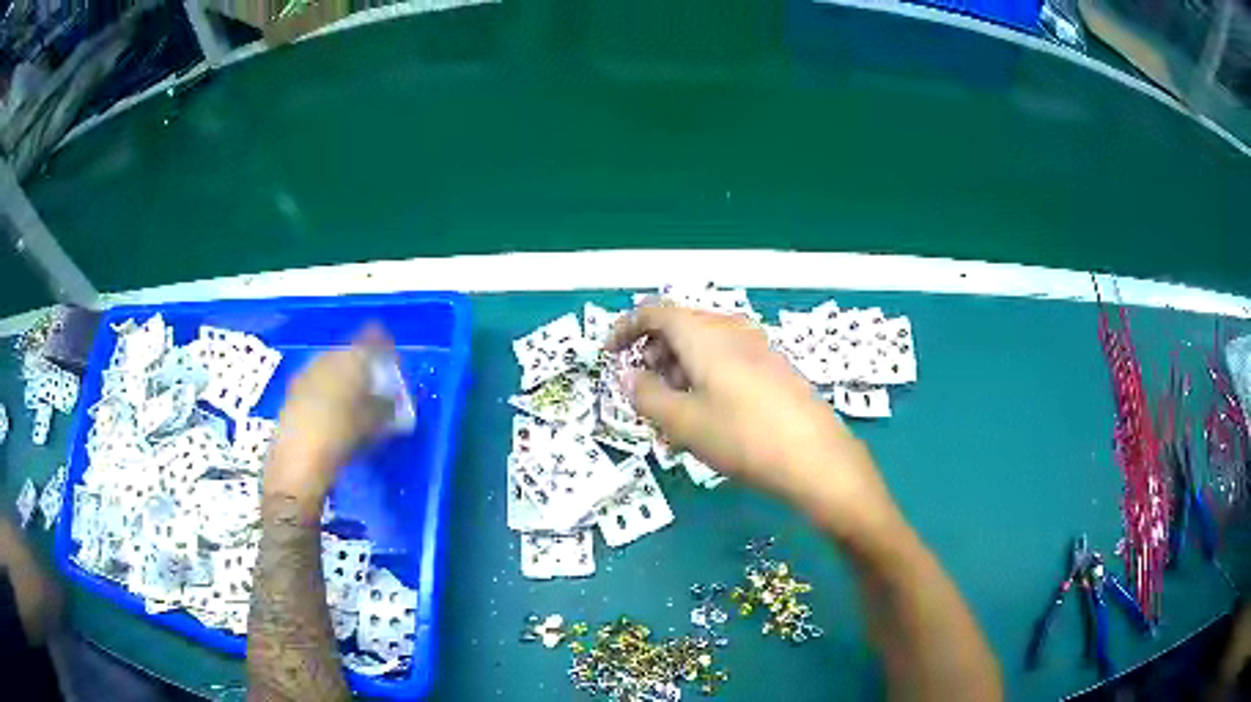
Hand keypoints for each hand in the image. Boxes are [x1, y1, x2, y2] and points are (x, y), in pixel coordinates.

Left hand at [266, 325, 393, 505]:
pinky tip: (333, 416)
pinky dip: (328, 394)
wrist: (297, 461)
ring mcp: (306, 373)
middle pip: (351, 352)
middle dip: (364, 367)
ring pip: (332, 368)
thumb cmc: (342, 437)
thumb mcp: (375, 425)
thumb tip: (393, 400)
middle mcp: (327, 357)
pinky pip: (318, 384)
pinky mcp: (293, 392)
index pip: (373, 337)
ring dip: (345, 381)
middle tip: (377, 389)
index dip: (386, 348)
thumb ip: (387, 407)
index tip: (395, 366)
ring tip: (355, 405)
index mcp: (351, 358)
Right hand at [607, 303, 899, 538]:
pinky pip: (727, 361)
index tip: (609, 354)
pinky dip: (705, 379)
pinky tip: (709, 418)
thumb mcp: (683, 422)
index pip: (654, 312)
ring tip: (675, 416)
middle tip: (645, 394)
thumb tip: (629, 376)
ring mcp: (757, 347)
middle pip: (680, 327)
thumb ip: (647, 395)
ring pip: (704, 347)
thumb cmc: (742, 436)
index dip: (625, 328)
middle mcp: (731, 329)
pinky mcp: (774, 367)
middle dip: (654, 356)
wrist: (815, 456)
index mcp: (704, 333)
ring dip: (679, 371)